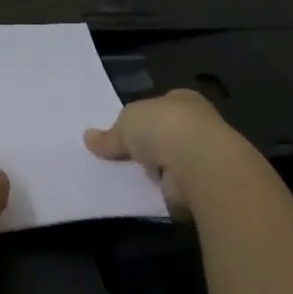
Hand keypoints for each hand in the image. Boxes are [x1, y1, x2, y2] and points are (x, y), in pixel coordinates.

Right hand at [84, 89, 258, 215]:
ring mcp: (203, 154)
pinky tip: (146, 194)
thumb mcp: (125, 124)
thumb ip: (110, 134)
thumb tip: (88, 138)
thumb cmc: (163, 128)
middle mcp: (197, 123)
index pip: (159, 106)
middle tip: (121, 157)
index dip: (141, 118)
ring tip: (128, 179)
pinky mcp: (204, 182)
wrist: (198, 163)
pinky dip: (163, 190)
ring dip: (155, 170)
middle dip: (148, 145)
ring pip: (170, 160)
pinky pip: (175, 185)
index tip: (123, 132)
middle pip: (165, 133)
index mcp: (182, 99)